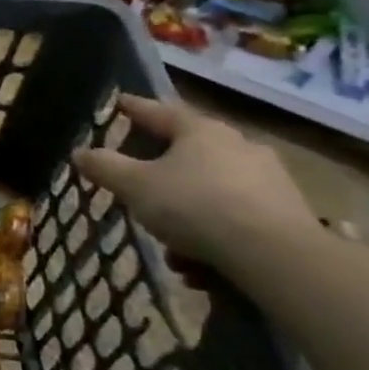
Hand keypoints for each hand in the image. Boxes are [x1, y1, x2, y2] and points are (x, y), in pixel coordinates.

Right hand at [72, 95, 314, 266]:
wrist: (275, 255)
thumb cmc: (195, 206)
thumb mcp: (135, 187)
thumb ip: (105, 167)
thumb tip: (80, 152)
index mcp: (200, 131)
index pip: (159, 111)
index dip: (135, 108)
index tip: (120, 103)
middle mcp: (238, 145)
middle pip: (189, 153)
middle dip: (163, 176)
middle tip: (143, 192)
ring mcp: (269, 179)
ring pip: (212, 191)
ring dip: (189, 216)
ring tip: (174, 252)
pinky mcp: (288, 214)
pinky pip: (237, 218)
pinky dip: (215, 237)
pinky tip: (202, 267)